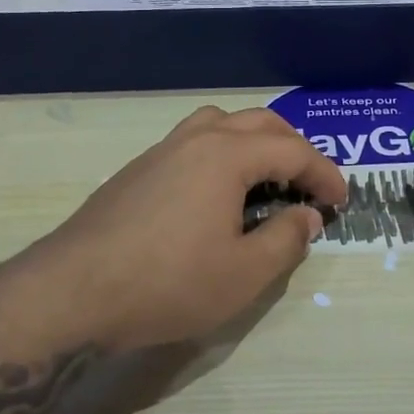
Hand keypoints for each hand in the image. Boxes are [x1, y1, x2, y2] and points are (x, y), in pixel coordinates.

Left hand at [27, 106, 346, 351]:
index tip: (341, 201)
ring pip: (220, 124)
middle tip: (310, 184)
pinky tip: (217, 193)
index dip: (325, 174)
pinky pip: (193, 142)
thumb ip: (286, 239)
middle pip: (258, 123)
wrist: (71, 291)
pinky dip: (222, 153)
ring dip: (254, 141)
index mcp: (227, 155)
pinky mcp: (137, 169)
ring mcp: (161, 150)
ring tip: (266, 178)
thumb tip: (307, 215)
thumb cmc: (167, 283)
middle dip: (294, 148)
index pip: (293, 151)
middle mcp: (195, 139)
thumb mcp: (243, 274)